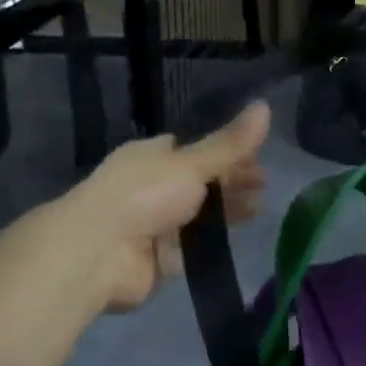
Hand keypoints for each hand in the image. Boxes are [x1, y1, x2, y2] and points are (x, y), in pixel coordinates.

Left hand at [52, 102, 271, 311]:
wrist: (100, 252)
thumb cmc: (144, 195)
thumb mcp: (192, 163)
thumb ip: (230, 144)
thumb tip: (265, 106)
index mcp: (152, 156)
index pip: (195, 150)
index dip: (227, 153)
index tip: (259, 159)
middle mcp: (151, 187)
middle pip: (199, 183)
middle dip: (232, 184)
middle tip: (265, 188)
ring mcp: (153, 224)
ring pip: (197, 216)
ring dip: (226, 213)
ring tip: (260, 211)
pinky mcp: (157, 259)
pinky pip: (190, 249)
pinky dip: (211, 245)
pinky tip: (237, 242)